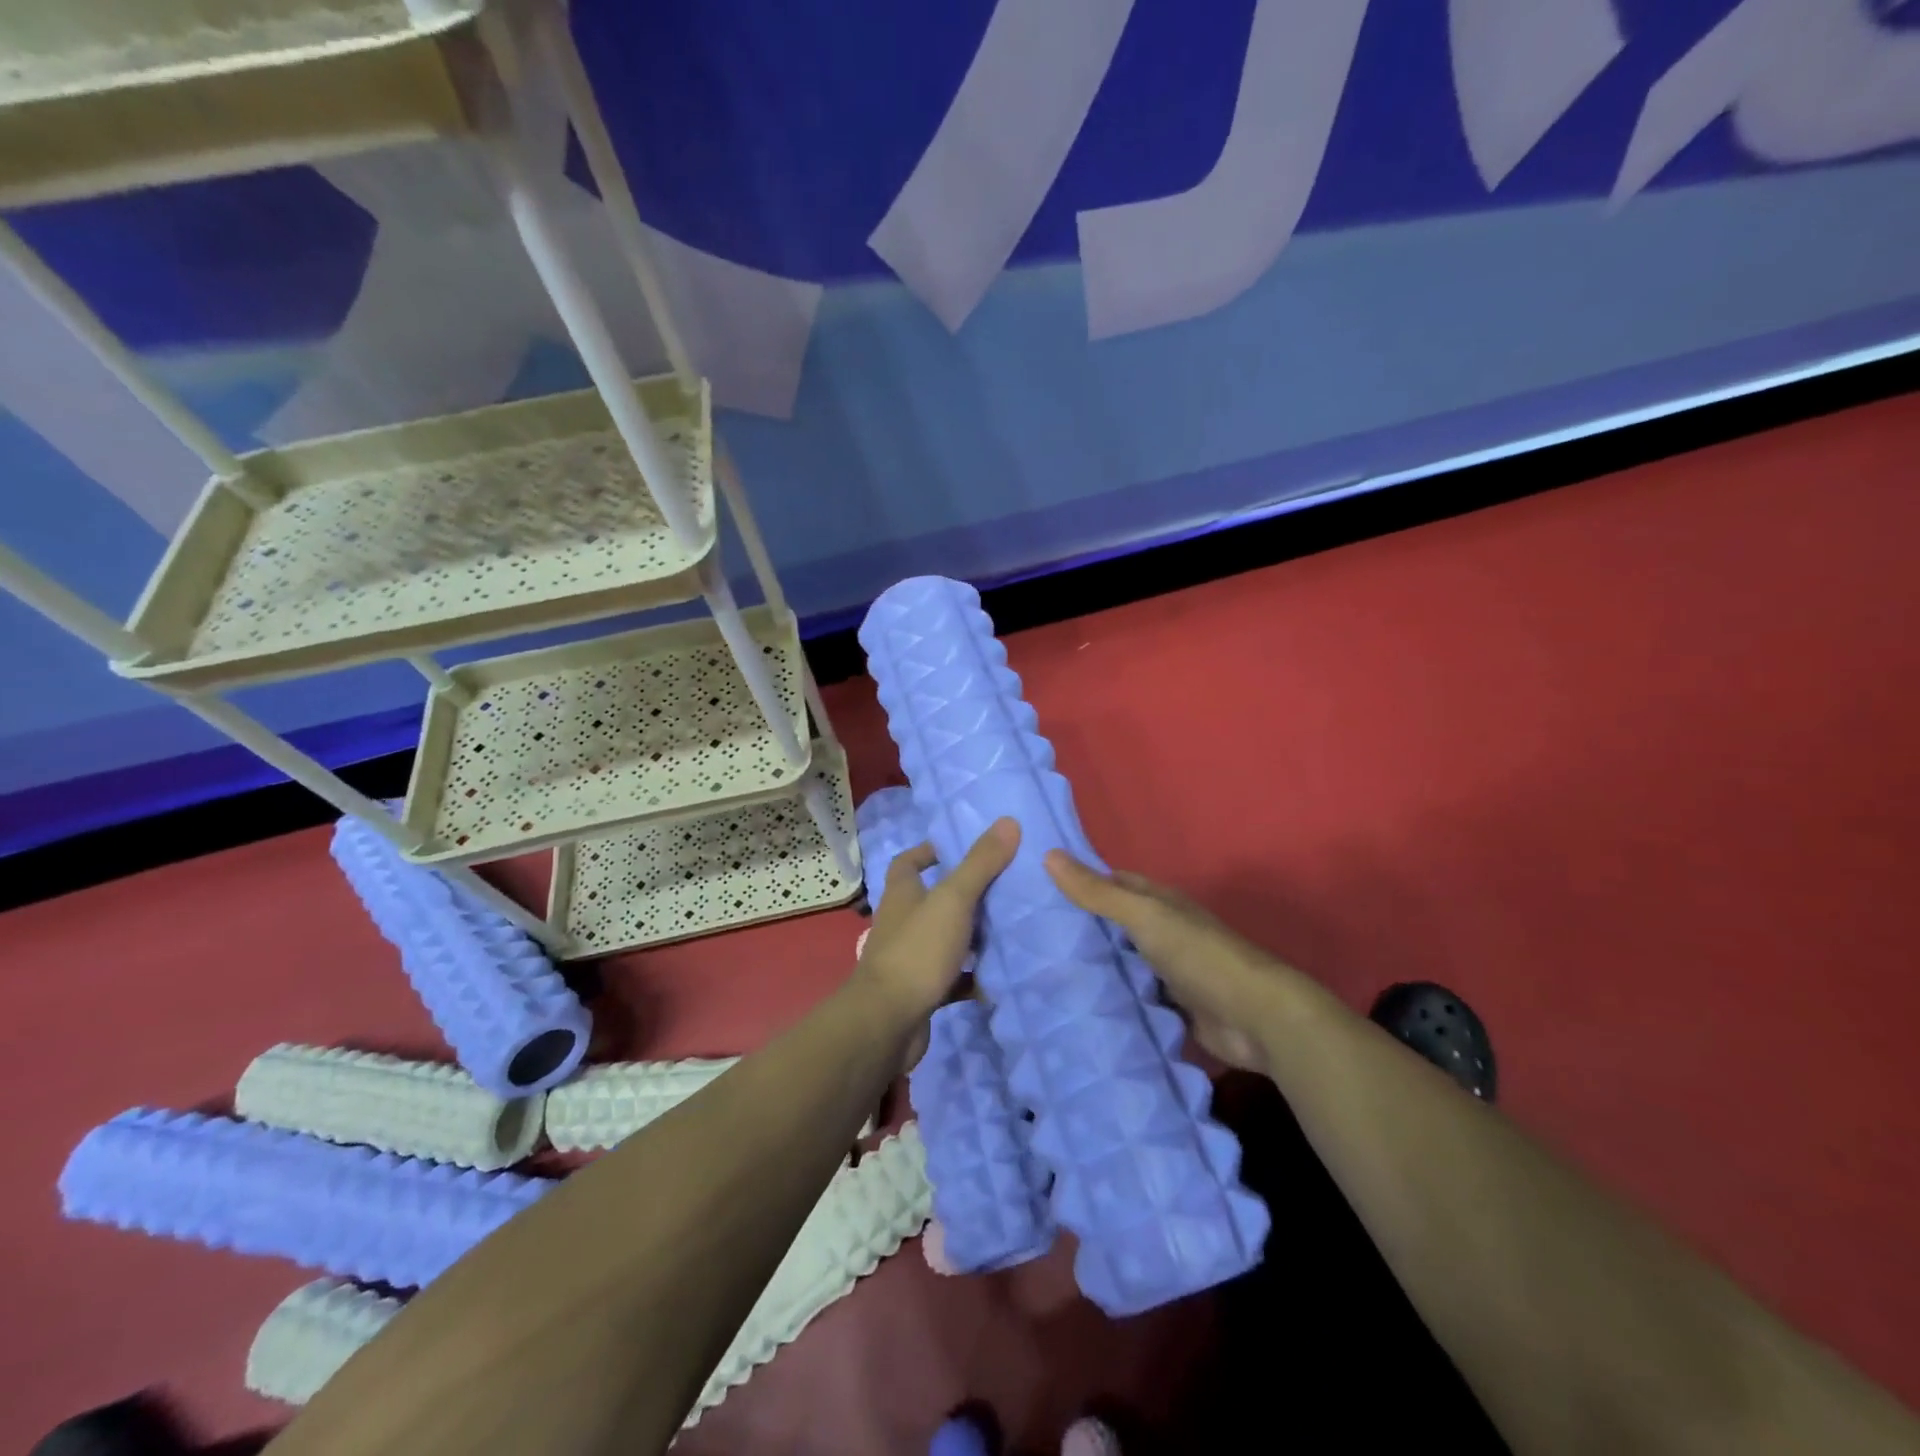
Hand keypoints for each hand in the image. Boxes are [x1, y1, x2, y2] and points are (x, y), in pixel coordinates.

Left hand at [853, 817, 1020, 1033]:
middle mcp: (903, 922)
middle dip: (964, 894)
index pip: (908, 862)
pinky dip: (974, 978)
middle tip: (1004, 887)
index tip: (961, 848)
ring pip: (946, 939)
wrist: (888, 1023)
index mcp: (902, 894)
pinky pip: (953, 979)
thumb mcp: (953, 900)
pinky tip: (1001, 977)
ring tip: (1011, 929)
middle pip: (933, 900)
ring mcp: (911, 959)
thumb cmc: (917, 950)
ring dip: (973, 936)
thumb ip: (980, 863)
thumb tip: (1008, 821)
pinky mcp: (922, 991)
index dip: (930, 851)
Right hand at [1045, 850, 1294, 1074]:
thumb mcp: (1144, 916)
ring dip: (1094, 967)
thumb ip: (1098, 892)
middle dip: (1081, 928)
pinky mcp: (1173, 1008)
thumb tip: (1049, 853)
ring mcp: (1169, 972)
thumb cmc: (1199, 954)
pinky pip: (1133, 998)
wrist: (1256, 1017)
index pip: (1114, 883)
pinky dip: (1112, 1000)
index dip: (1081, 882)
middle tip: (1030, 937)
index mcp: (1161, 903)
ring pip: (1122, 963)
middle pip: (1116, 925)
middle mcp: (1165, 932)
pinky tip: (1078, 1006)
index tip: (1039, 889)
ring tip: (1042, 973)